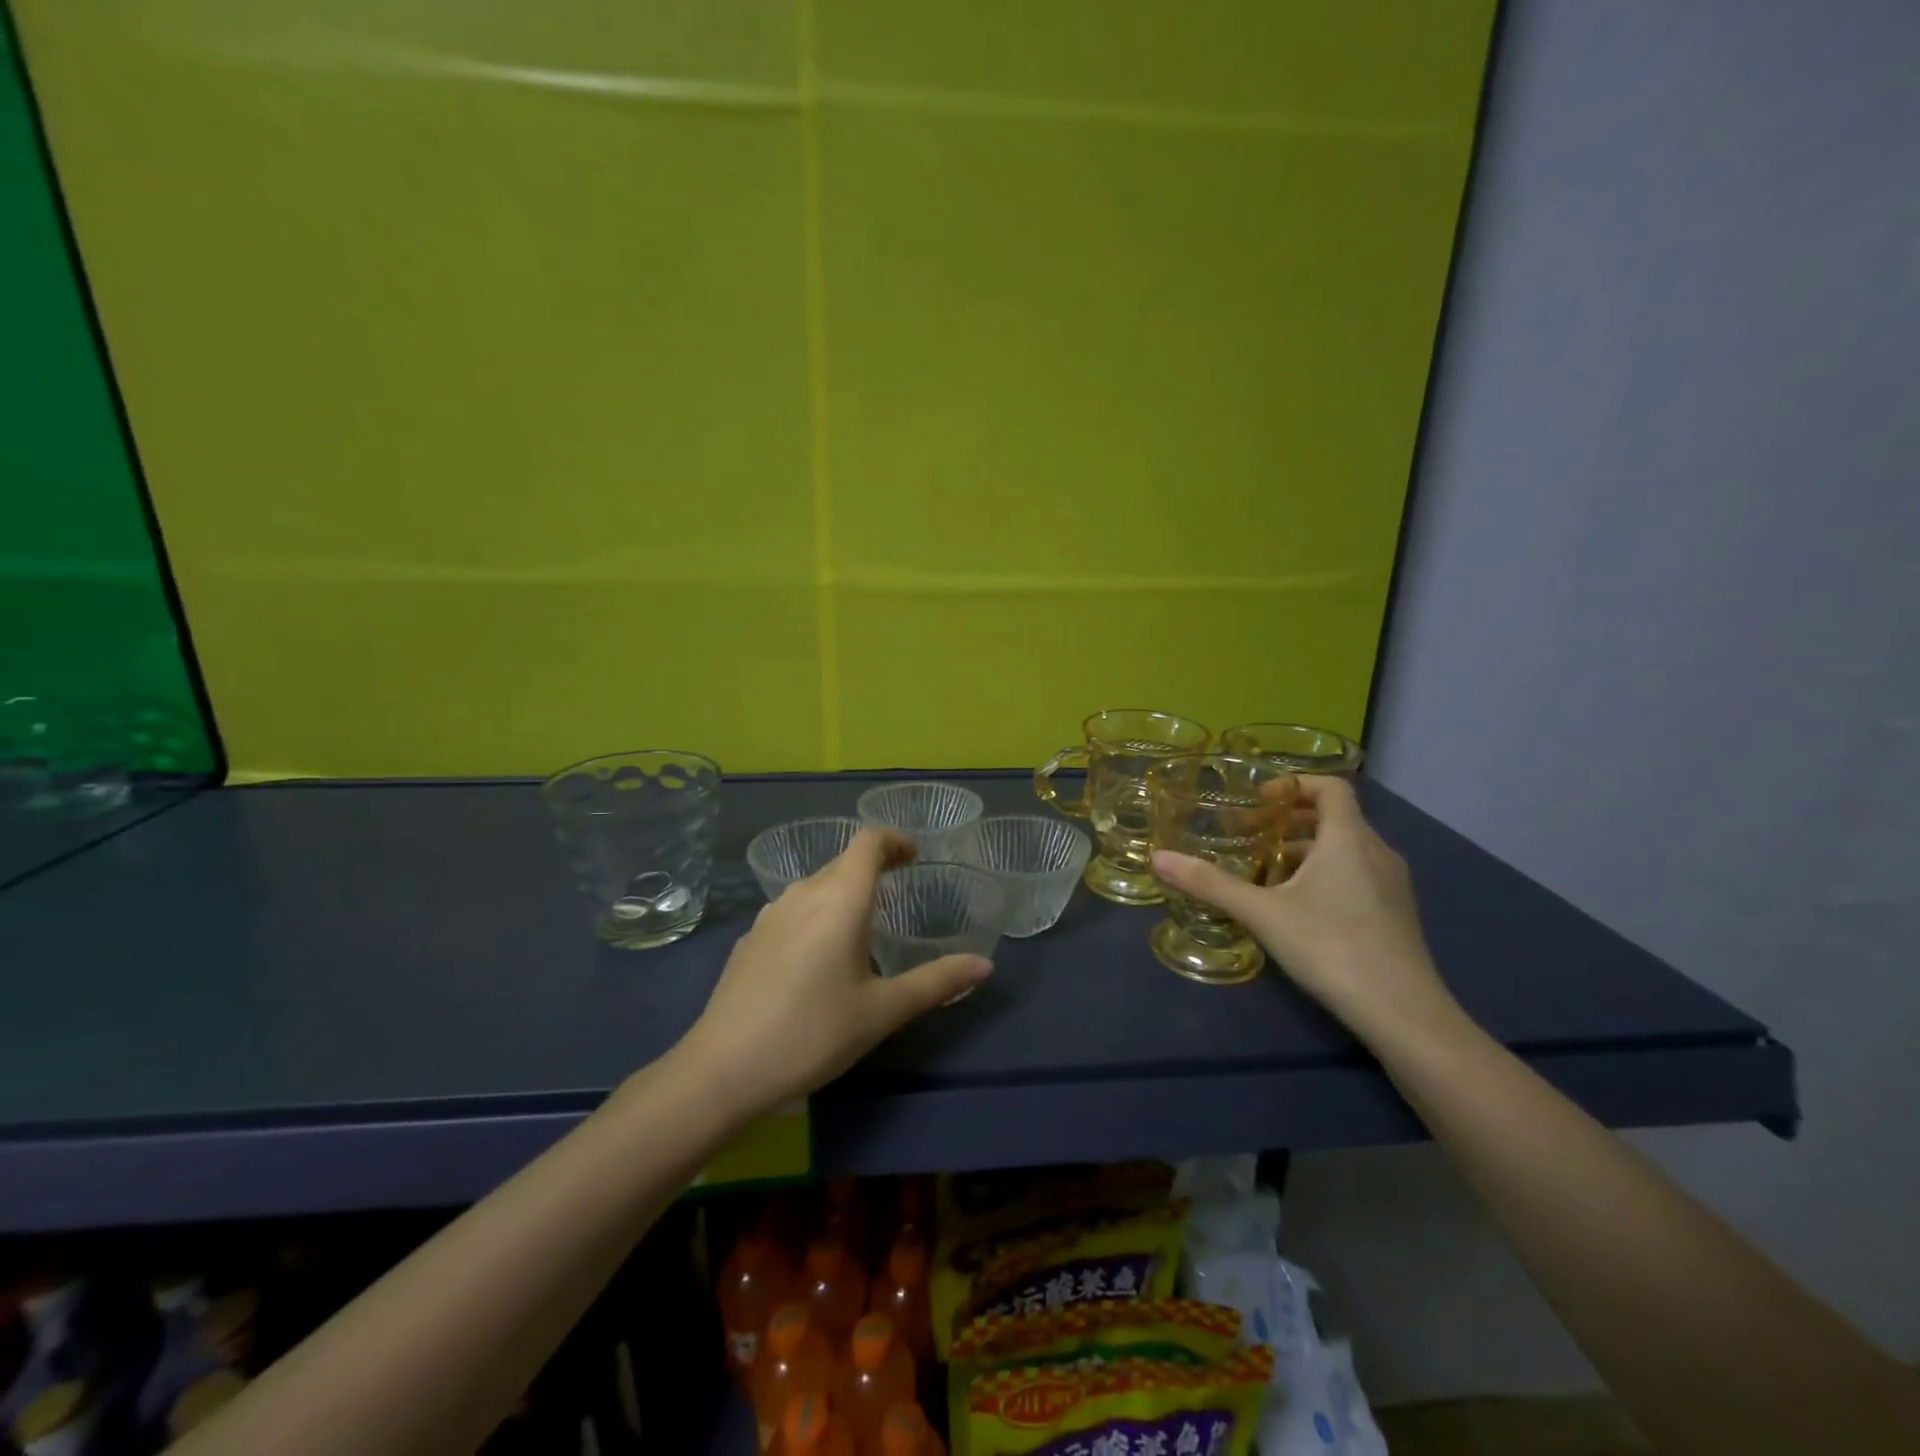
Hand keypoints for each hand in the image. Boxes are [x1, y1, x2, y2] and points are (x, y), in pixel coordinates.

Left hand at [672, 829, 992, 1118]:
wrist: (722, 1069)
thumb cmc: (812, 1032)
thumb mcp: (882, 1011)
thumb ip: (936, 982)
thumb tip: (985, 965)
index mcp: (840, 898)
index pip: (868, 842)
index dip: (895, 840)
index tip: (915, 858)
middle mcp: (802, 894)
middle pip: (842, 862)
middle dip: (874, 868)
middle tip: (901, 891)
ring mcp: (769, 915)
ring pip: (815, 886)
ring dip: (843, 892)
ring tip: (864, 927)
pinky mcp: (749, 939)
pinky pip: (793, 910)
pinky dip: (817, 915)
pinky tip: (818, 958)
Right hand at [1151, 776, 1460, 1047]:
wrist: (1403, 1013)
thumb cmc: (1331, 946)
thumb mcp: (1262, 913)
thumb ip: (1210, 883)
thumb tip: (1157, 857)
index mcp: (1349, 838)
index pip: (1331, 787)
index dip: (1294, 784)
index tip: (1259, 801)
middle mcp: (1377, 852)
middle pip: (1335, 818)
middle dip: (1290, 821)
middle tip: (1251, 836)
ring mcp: (1393, 886)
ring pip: (1346, 850)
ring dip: (1306, 851)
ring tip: (1267, 874)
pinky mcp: (1396, 915)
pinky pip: (1358, 876)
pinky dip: (1326, 875)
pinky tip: (1299, 910)